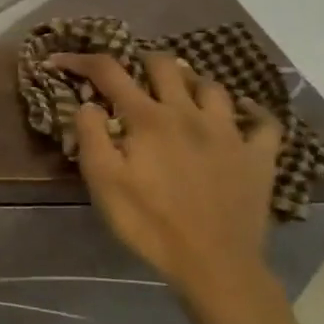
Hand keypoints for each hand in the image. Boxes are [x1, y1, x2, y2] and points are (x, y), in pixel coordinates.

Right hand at [49, 52, 282, 301]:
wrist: (213, 263)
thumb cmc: (148, 222)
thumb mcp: (102, 181)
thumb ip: (90, 135)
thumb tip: (88, 102)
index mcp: (148, 119)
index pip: (110, 72)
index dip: (82, 60)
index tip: (60, 60)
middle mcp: (189, 113)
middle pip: (165, 65)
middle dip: (140, 61)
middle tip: (128, 76)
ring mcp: (229, 132)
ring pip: (212, 86)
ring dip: (189, 81)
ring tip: (178, 91)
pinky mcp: (259, 156)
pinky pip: (263, 121)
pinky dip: (251, 111)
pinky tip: (241, 113)